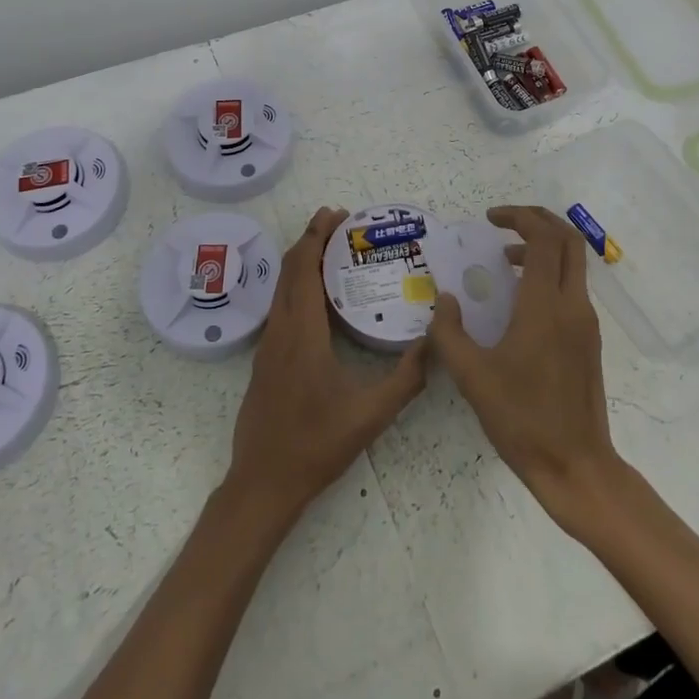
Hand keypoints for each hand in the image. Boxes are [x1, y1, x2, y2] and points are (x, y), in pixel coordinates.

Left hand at [225, 206, 428, 522]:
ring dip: (302, 262)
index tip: (336, 214)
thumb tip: (434, 342)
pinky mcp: (265, 360)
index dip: (316, 236)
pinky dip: (297, 286)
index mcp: (301, 333)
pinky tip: (319, 299)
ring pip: (282, 288)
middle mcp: (280, 330)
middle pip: (289, 270)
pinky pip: (281, 307)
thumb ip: (407, 379)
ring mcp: (268, 345)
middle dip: (310, 240)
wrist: (263, 483)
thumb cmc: (316, 445)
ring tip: (331, 251)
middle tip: (340, 224)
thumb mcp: (371, 415)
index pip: (303, 269)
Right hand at [427, 205, 623, 528]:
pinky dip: (550, 273)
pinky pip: (573, 287)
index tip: (490, 219)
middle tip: (504, 222)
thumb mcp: (471, 376)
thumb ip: (449, 332)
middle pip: (568, 240)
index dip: (519, 217)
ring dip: (543, 248)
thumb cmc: (521, 419)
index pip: (544, 238)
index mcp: (545, 306)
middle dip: (538, 220)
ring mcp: (586, 323)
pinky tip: (521, 298)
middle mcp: (572, 305)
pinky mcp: (589, 340)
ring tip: (507, 259)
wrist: (575, 465)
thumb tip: (445, 300)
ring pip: (574, 263)